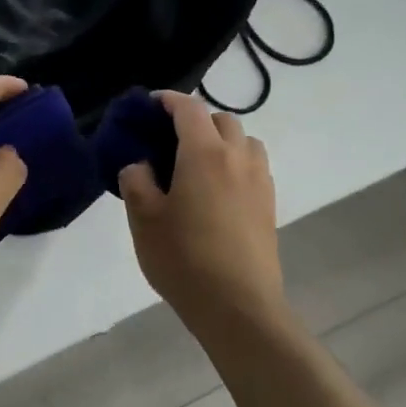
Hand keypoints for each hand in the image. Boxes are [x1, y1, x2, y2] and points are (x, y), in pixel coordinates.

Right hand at [118, 91, 286, 332]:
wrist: (238, 306)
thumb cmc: (184, 259)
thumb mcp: (143, 219)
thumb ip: (136, 182)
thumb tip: (140, 165)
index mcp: (204, 154)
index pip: (190, 109)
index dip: (169, 100)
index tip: (150, 106)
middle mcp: (237, 158)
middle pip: (222, 119)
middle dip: (196, 119)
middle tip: (170, 139)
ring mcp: (259, 181)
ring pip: (245, 141)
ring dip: (222, 140)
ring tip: (198, 162)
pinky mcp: (269, 205)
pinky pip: (254, 167)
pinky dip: (236, 163)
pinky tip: (217, 190)